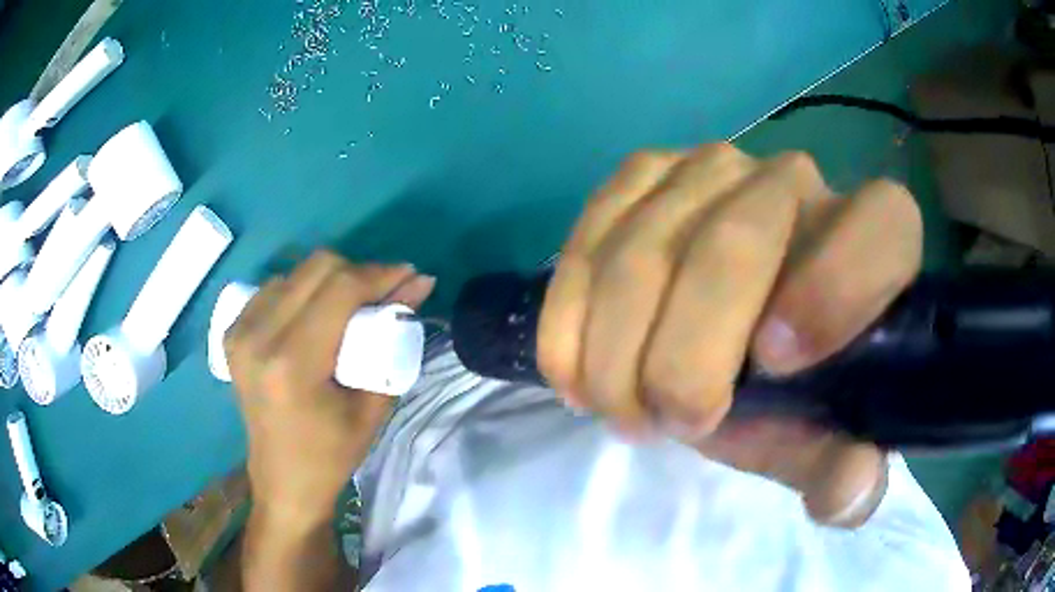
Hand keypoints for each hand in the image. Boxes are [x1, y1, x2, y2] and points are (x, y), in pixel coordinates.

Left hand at [225, 251, 435, 528]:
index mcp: (292, 363)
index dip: (380, 274)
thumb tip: (420, 285)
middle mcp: (258, 337)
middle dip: (359, 272)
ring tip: (351, 308)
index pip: (340, 288)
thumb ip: (395, 339)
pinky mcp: (232, 332)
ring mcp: (239, 331)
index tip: (410, 277)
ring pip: (296, 271)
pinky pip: (275, 287)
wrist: (282, 480)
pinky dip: (303, 290)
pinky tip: (316, 315)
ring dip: (330, 280)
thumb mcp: (372, 405)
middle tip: (383, 295)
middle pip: (317, 267)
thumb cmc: (332, 454)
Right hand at [537, 144, 921, 526]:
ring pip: (641, 252)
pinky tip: (576, 372)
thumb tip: (848, 490)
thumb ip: (846, 473)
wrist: (735, 324)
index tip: (773, 369)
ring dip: (616, 354)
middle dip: (685, 357)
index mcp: (876, 233)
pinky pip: (587, 243)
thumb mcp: (824, 438)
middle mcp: (794, 178)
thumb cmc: (797, 382)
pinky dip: (569, 320)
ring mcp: (709, 166)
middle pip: (732, 245)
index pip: (878, 230)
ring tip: (622, 409)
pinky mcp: (641, 174)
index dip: (831, 295)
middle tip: (669, 425)